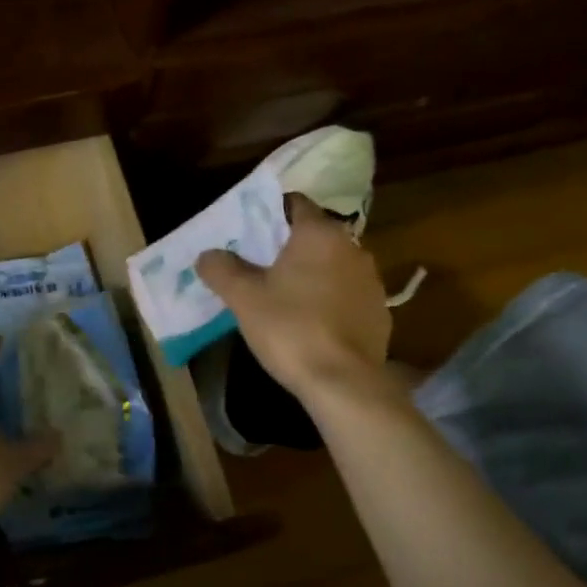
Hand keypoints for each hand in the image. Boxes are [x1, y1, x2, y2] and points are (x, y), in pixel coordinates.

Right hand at [196, 195, 393, 403]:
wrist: (344, 382)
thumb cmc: (290, 328)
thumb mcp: (243, 298)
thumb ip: (222, 269)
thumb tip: (207, 255)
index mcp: (319, 234)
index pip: (294, 204)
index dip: (269, 212)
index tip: (248, 230)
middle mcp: (353, 247)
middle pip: (314, 235)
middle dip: (287, 246)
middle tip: (257, 264)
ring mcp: (371, 281)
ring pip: (332, 265)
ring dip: (310, 273)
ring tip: (282, 295)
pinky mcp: (379, 312)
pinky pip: (346, 294)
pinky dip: (328, 300)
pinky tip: (309, 322)